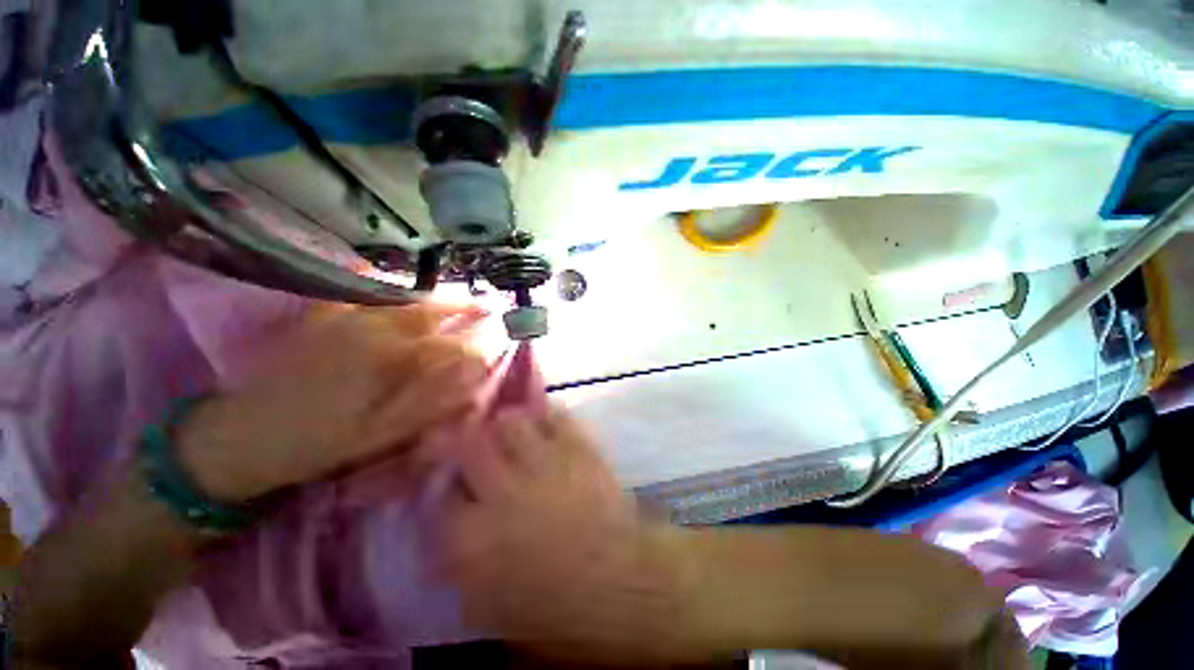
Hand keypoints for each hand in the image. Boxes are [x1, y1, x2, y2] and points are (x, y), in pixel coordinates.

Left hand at [176, 303, 487, 501]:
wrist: (241, 436)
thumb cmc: (318, 442)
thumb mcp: (382, 435)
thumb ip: (432, 402)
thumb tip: (472, 378)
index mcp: (390, 359)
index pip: (451, 345)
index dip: (480, 342)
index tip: (502, 338)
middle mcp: (372, 328)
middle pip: (430, 309)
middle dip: (464, 306)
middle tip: (487, 305)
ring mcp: (344, 317)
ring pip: (401, 296)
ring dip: (434, 293)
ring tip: (457, 296)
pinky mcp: (321, 317)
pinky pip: (357, 289)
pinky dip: (379, 280)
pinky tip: (391, 281)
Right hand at [426, 408, 687, 662]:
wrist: (621, 582)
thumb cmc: (555, 608)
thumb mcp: (487, 605)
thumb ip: (458, 560)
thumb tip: (450, 522)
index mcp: (470, 541)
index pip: (437, 494)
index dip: (443, 482)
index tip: (453, 480)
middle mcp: (501, 492)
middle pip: (468, 443)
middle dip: (466, 439)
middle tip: (473, 443)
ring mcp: (542, 463)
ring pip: (510, 422)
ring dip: (507, 425)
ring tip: (512, 434)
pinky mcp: (577, 447)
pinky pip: (553, 416)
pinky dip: (545, 416)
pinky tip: (544, 426)